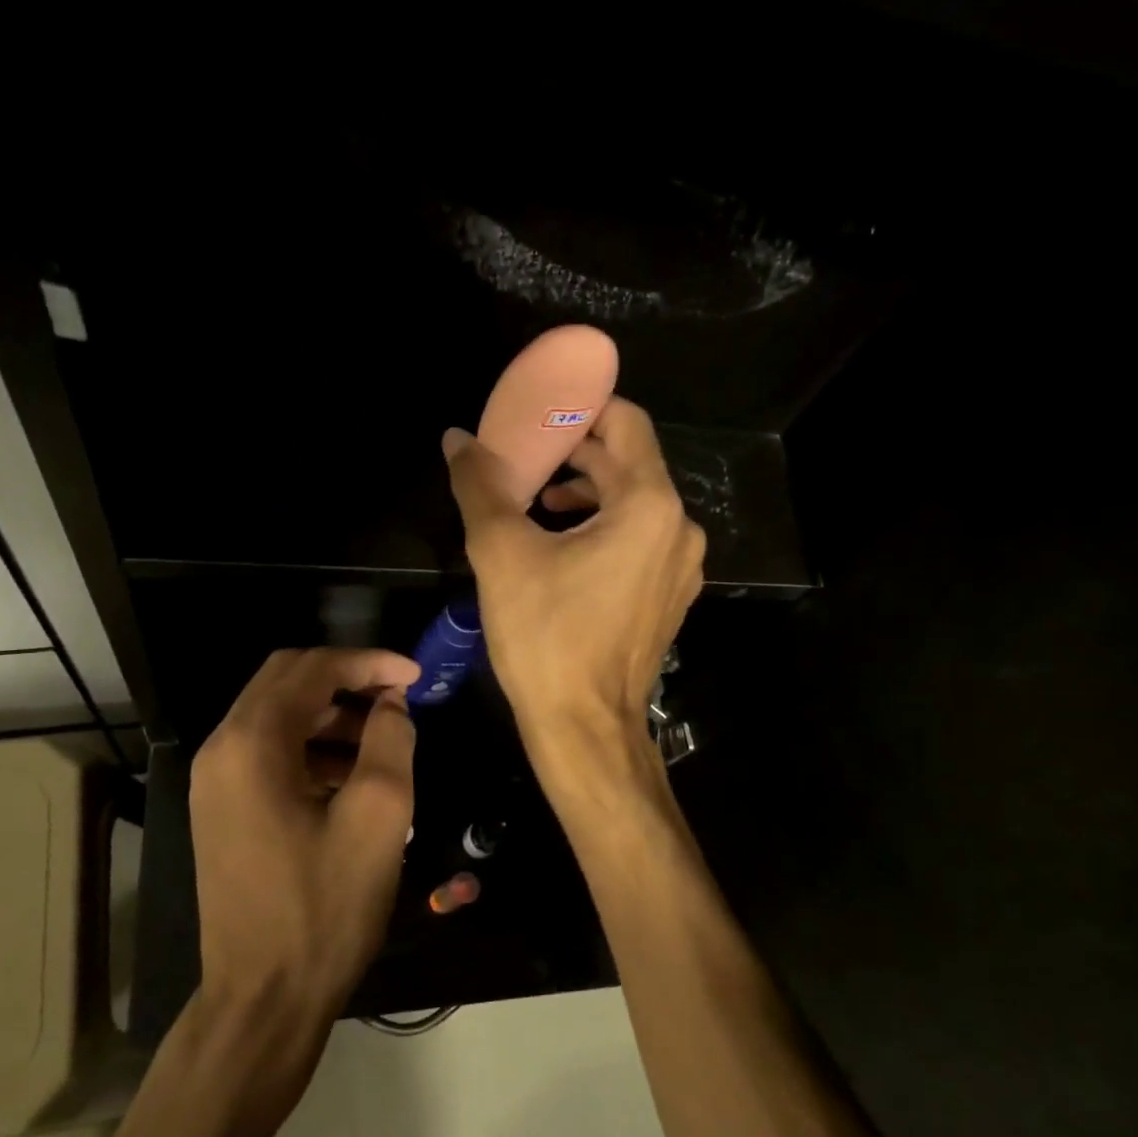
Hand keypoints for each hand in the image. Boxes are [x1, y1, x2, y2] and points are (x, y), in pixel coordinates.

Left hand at [188, 648, 419, 1016]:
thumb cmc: (324, 908)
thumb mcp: (378, 817)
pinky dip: (312, 747)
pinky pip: (269, 753)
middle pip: (286, 682)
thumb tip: (392, 704)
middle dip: (347, 680)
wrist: (264, 999)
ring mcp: (215, 783)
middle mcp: (221, 751)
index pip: (311, 669)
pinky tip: (353, 777)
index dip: (368, 662)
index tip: (416, 676)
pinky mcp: (222, 810)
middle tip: (399, 697)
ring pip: (277, 717)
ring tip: (385, 739)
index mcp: (251, 745)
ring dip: (331, 715)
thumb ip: (391, 742)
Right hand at [443, 398, 705, 753]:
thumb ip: (480, 486)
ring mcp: (680, 567)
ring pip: (636, 503)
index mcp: (649, 506)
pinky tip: (563, 547)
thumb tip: (457, 438)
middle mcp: (679, 528)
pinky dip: (605, 527)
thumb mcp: (502, 554)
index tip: (542, 409)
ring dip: (589, 491)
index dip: (583, 407)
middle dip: (578, 452)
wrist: (584, 728)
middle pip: (630, 463)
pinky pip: (641, 539)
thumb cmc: (545, 638)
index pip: (625, 423)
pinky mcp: (669, 597)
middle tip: (528, 454)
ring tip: (539, 501)